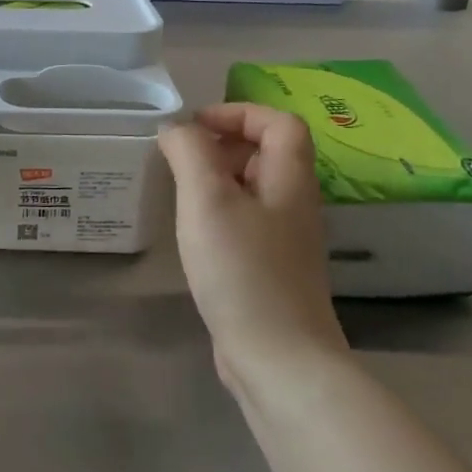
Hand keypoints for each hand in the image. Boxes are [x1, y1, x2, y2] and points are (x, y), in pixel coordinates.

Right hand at [159, 104, 347, 379]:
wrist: (278, 358)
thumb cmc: (241, 269)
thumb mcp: (207, 200)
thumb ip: (190, 153)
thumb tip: (176, 129)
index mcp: (290, 181)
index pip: (280, 123)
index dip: (239, 113)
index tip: (195, 127)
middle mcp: (295, 205)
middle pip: (269, 153)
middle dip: (224, 144)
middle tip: (182, 157)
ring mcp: (286, 241)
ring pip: (256, 189)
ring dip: (219, 178)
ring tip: (180, 190)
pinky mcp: (272, 270)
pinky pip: (247, 221)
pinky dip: (220, 212)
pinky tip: (193, 232)